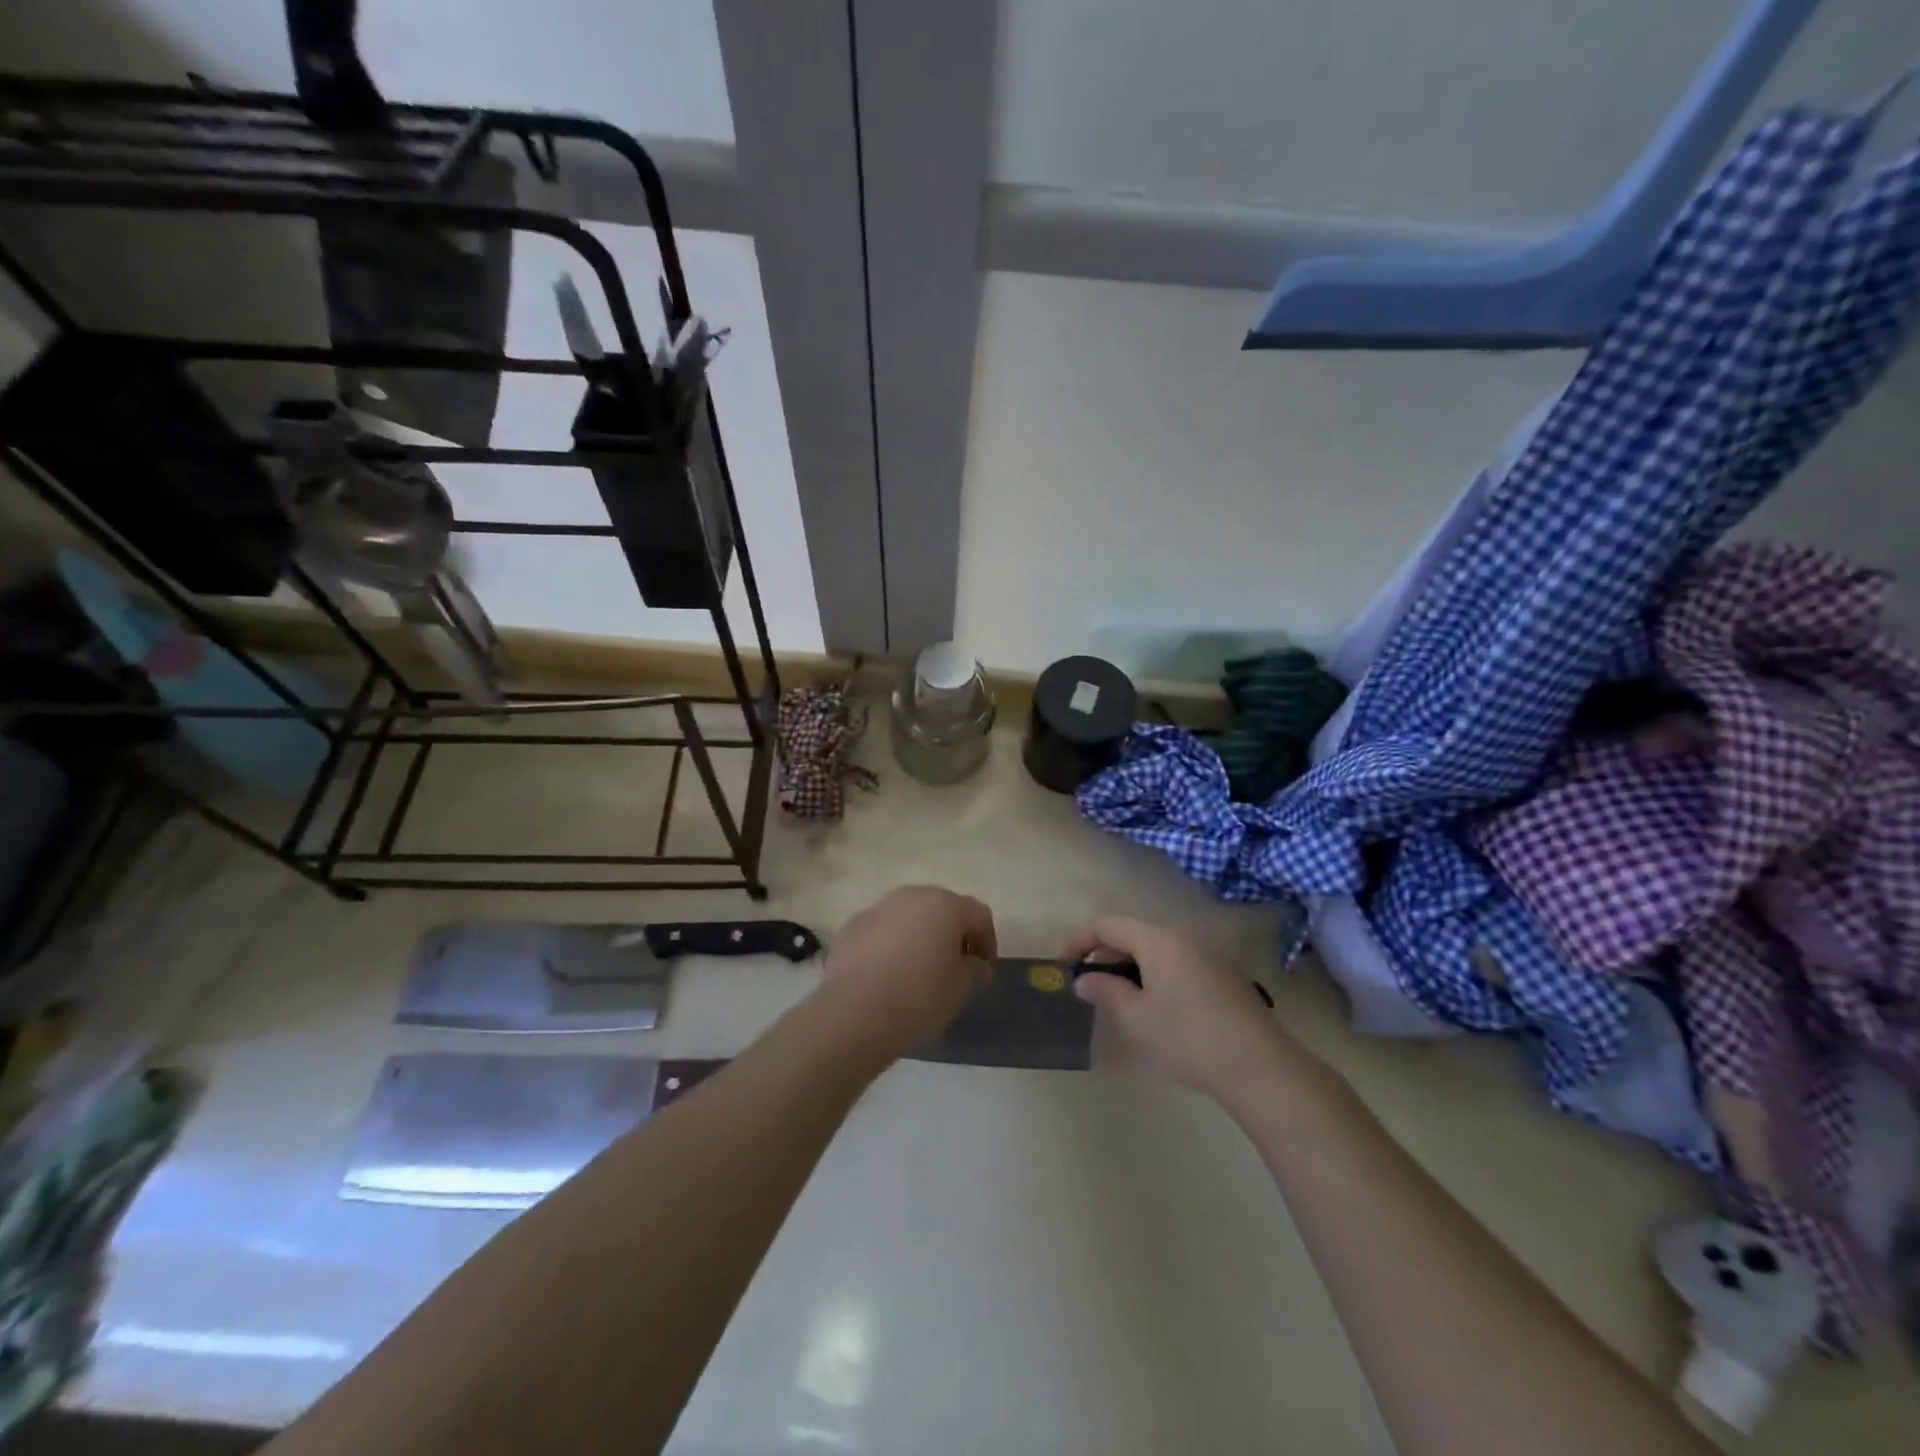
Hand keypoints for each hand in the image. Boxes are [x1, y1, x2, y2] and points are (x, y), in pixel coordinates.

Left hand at [817, 887, 995, 1055]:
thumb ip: (973, 969)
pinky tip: (888, 973)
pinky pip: (882, 930)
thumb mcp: (960, 988)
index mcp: (945, 905)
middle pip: (942, 908)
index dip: (987, 940)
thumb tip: (974, 962)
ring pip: (909, 916)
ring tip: (919, 969)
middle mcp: (912, 896)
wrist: (855, 1013)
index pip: (978, 915)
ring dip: (920, 935)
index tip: (984, 970)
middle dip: (952, 933)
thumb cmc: (919, 997)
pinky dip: (891, 944)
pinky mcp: (852, 925)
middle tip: (955, 965)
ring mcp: (879, 908)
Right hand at [1063, 916, 1292, 1102]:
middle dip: (1105, 954)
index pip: (1108, 925)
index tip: (1063, 965)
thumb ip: (1105, 991)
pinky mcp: (1224, 975)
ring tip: (1118, 998)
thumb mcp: (1136, 1018)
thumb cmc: (1188, 1038)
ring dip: (1131, 966)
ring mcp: (1208, 954)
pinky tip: (1155, 1007)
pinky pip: (1178, 962)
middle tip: (1089, 985)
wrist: (1259, 1067)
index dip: (1080, 940)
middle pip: (1134, 933)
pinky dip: (1156, 974)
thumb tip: (1085, 979)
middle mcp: (1184, 937)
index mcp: (1159, 940)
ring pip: (1157, 949)